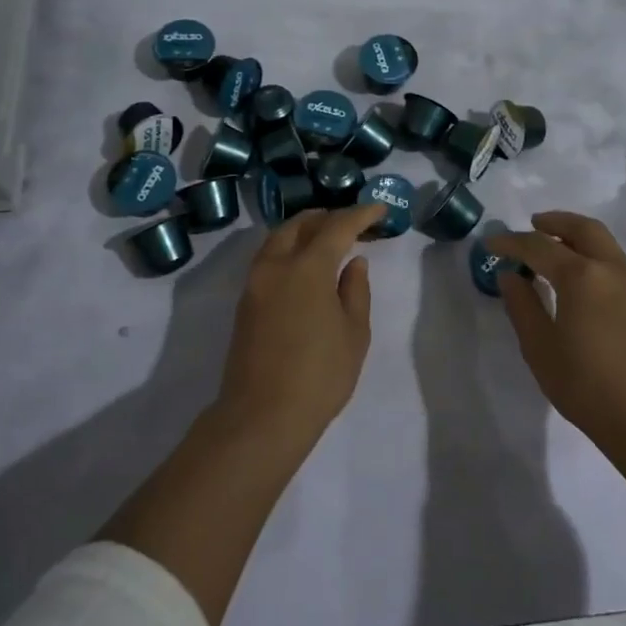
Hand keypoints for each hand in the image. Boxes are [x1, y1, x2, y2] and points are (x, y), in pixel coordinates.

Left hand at [217, 202, 385, 452]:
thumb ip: (356, 291)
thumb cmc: (319, 375)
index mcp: (307, 267)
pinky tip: (305, 265)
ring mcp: (255, 283)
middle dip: (327, 217)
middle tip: (352, 223)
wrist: (262, 416)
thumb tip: (354, 263)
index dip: (360, 214)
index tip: (380, 209)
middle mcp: (276, 265)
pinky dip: (289, 249)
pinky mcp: (245, 302)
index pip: (337, 226)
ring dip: (303, 231)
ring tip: (327, 239)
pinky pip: (268, 259)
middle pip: (300, 224)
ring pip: (278, 239)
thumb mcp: (354, 334)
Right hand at [488, 212, 625, 469]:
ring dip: (576, 235)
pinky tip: (577, 275)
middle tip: (531, 225)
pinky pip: (614, 260)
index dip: (511, 242)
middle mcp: (611, 268)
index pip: (539, 246)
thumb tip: (511, 275)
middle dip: (554, 222)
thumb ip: (522, 304)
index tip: (490, 245)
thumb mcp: (540, 347)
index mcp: (582, 276)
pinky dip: (592, 253)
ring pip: (603, 242)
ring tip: (552, 245)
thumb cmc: (586, 385)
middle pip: (582, 229)